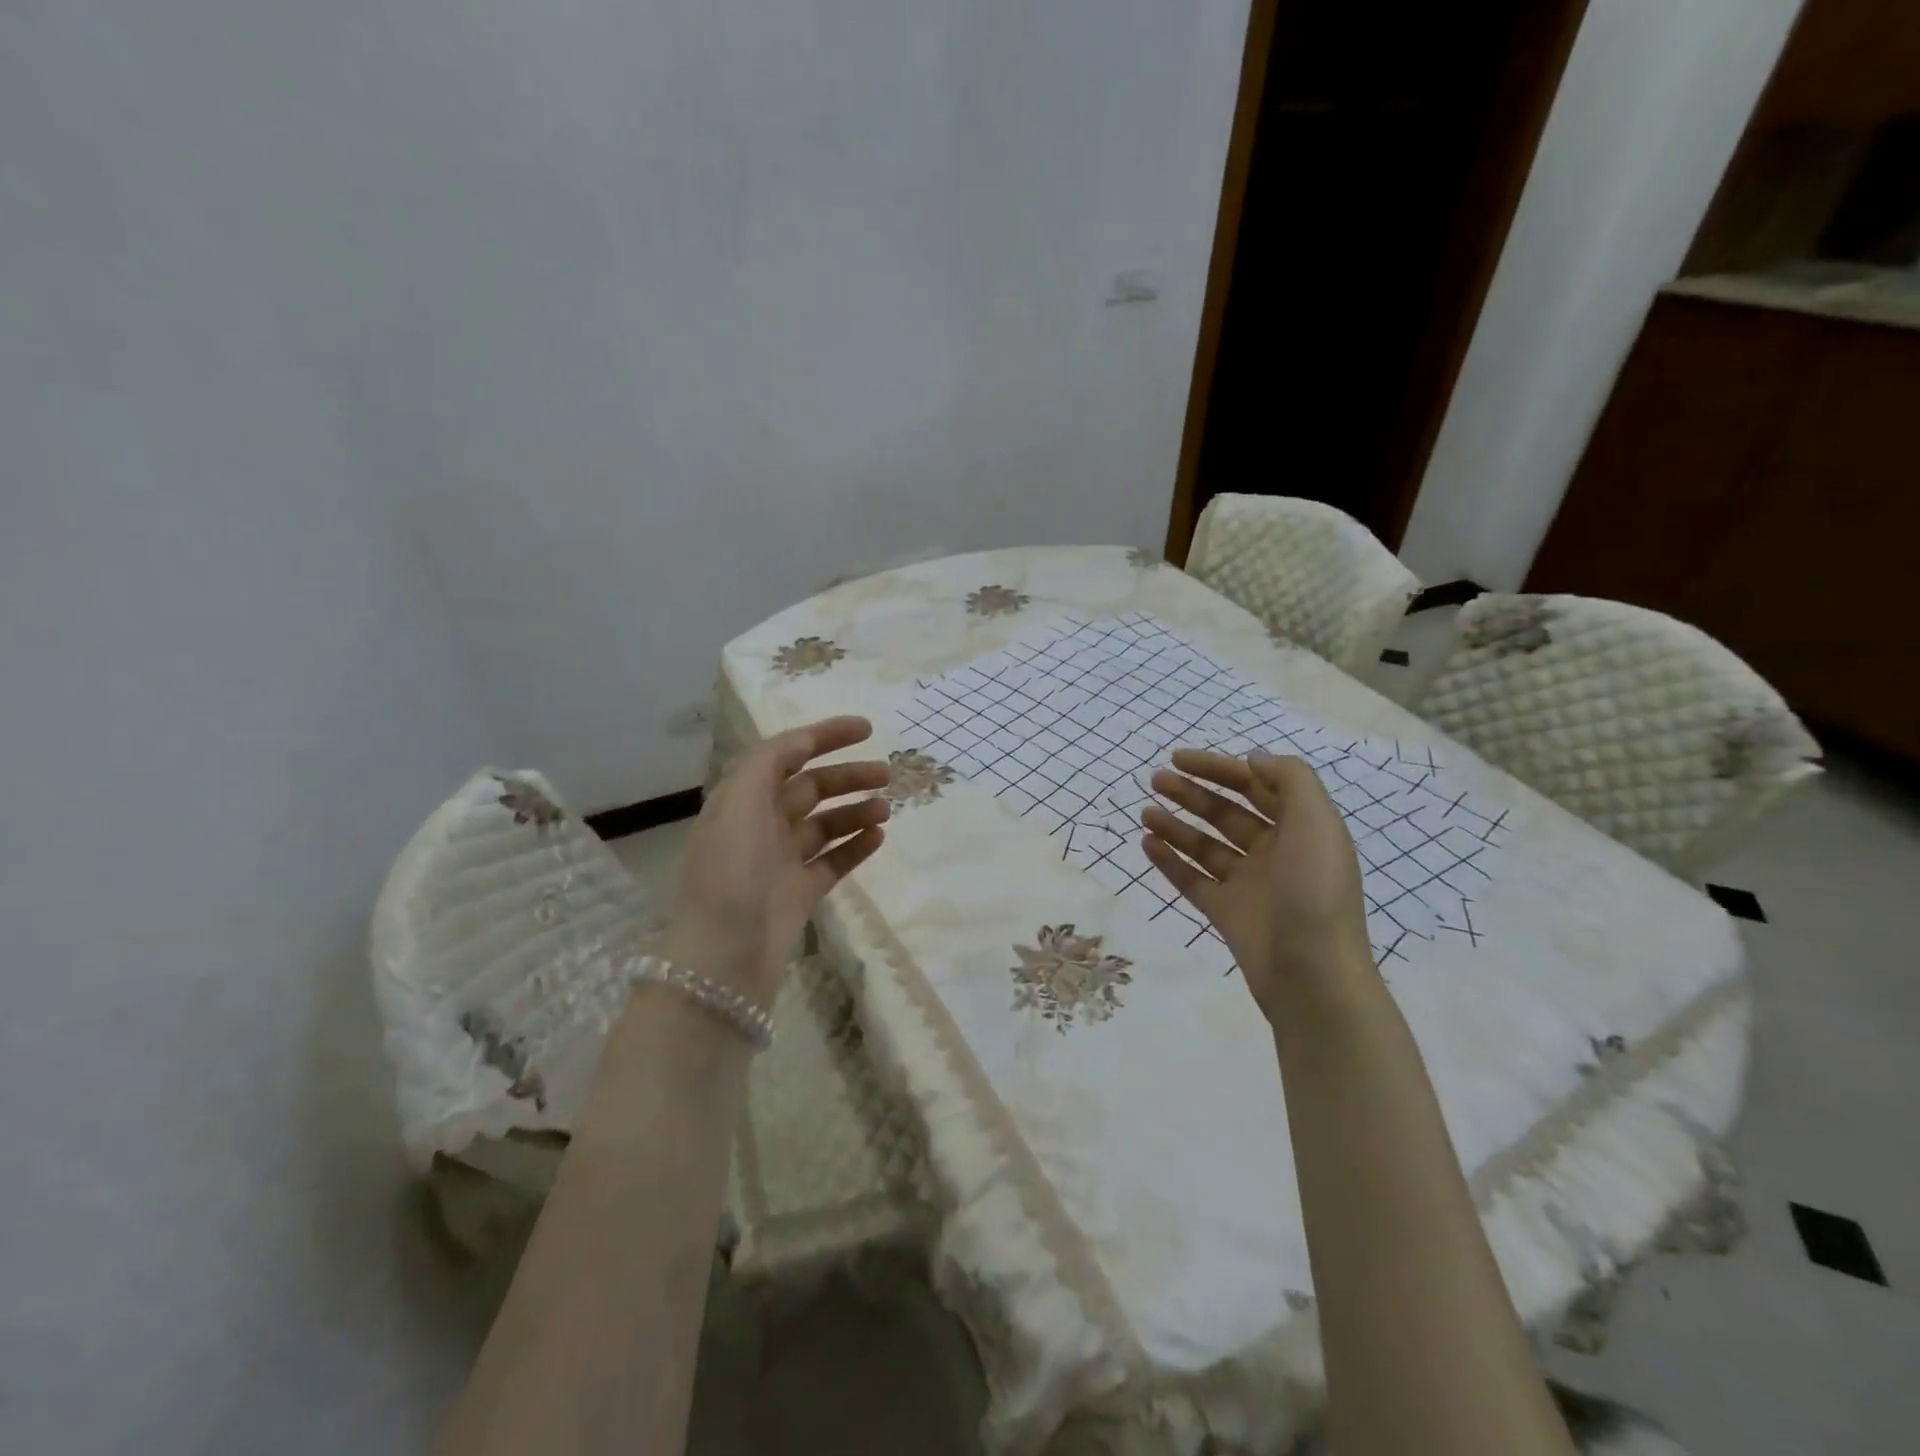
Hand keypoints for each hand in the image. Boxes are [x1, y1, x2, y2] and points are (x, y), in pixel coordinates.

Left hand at [662, 716, 889, 1004]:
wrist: (726, 952)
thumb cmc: (732, 868)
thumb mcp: (741, 800)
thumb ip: (770, 761)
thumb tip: (801, 742)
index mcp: (743, 798)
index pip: (788, 753)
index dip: (825, 736)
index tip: (867, 729)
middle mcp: (761, 824)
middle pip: (812, 788)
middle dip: (848, 776)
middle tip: (887, 774)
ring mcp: (782, 859)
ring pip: (826, 824)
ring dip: (856, 810)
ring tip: (886, 808)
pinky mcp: (800, 891)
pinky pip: (834, 860)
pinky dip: (856, 845)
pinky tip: (879, 836)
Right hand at [1141, 749, 1373, 1020]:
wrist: (1312, 976)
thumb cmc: (1314, 891)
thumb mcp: (1316, 823)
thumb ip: (1290, 779)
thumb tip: (1253, 760)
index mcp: (1300, 829)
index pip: (1255, 786)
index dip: (1219, 768)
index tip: (1179, 758)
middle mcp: (1275, 852)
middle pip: (1227, 813)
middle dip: (1193, 794)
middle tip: (1156, 779)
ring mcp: (1248, 884)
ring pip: (1205, 845)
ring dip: (1176, 825)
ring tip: (1145, 812)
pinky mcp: (1226, 913)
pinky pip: (1192, 879)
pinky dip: (1170, 860)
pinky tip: (1147, 844)